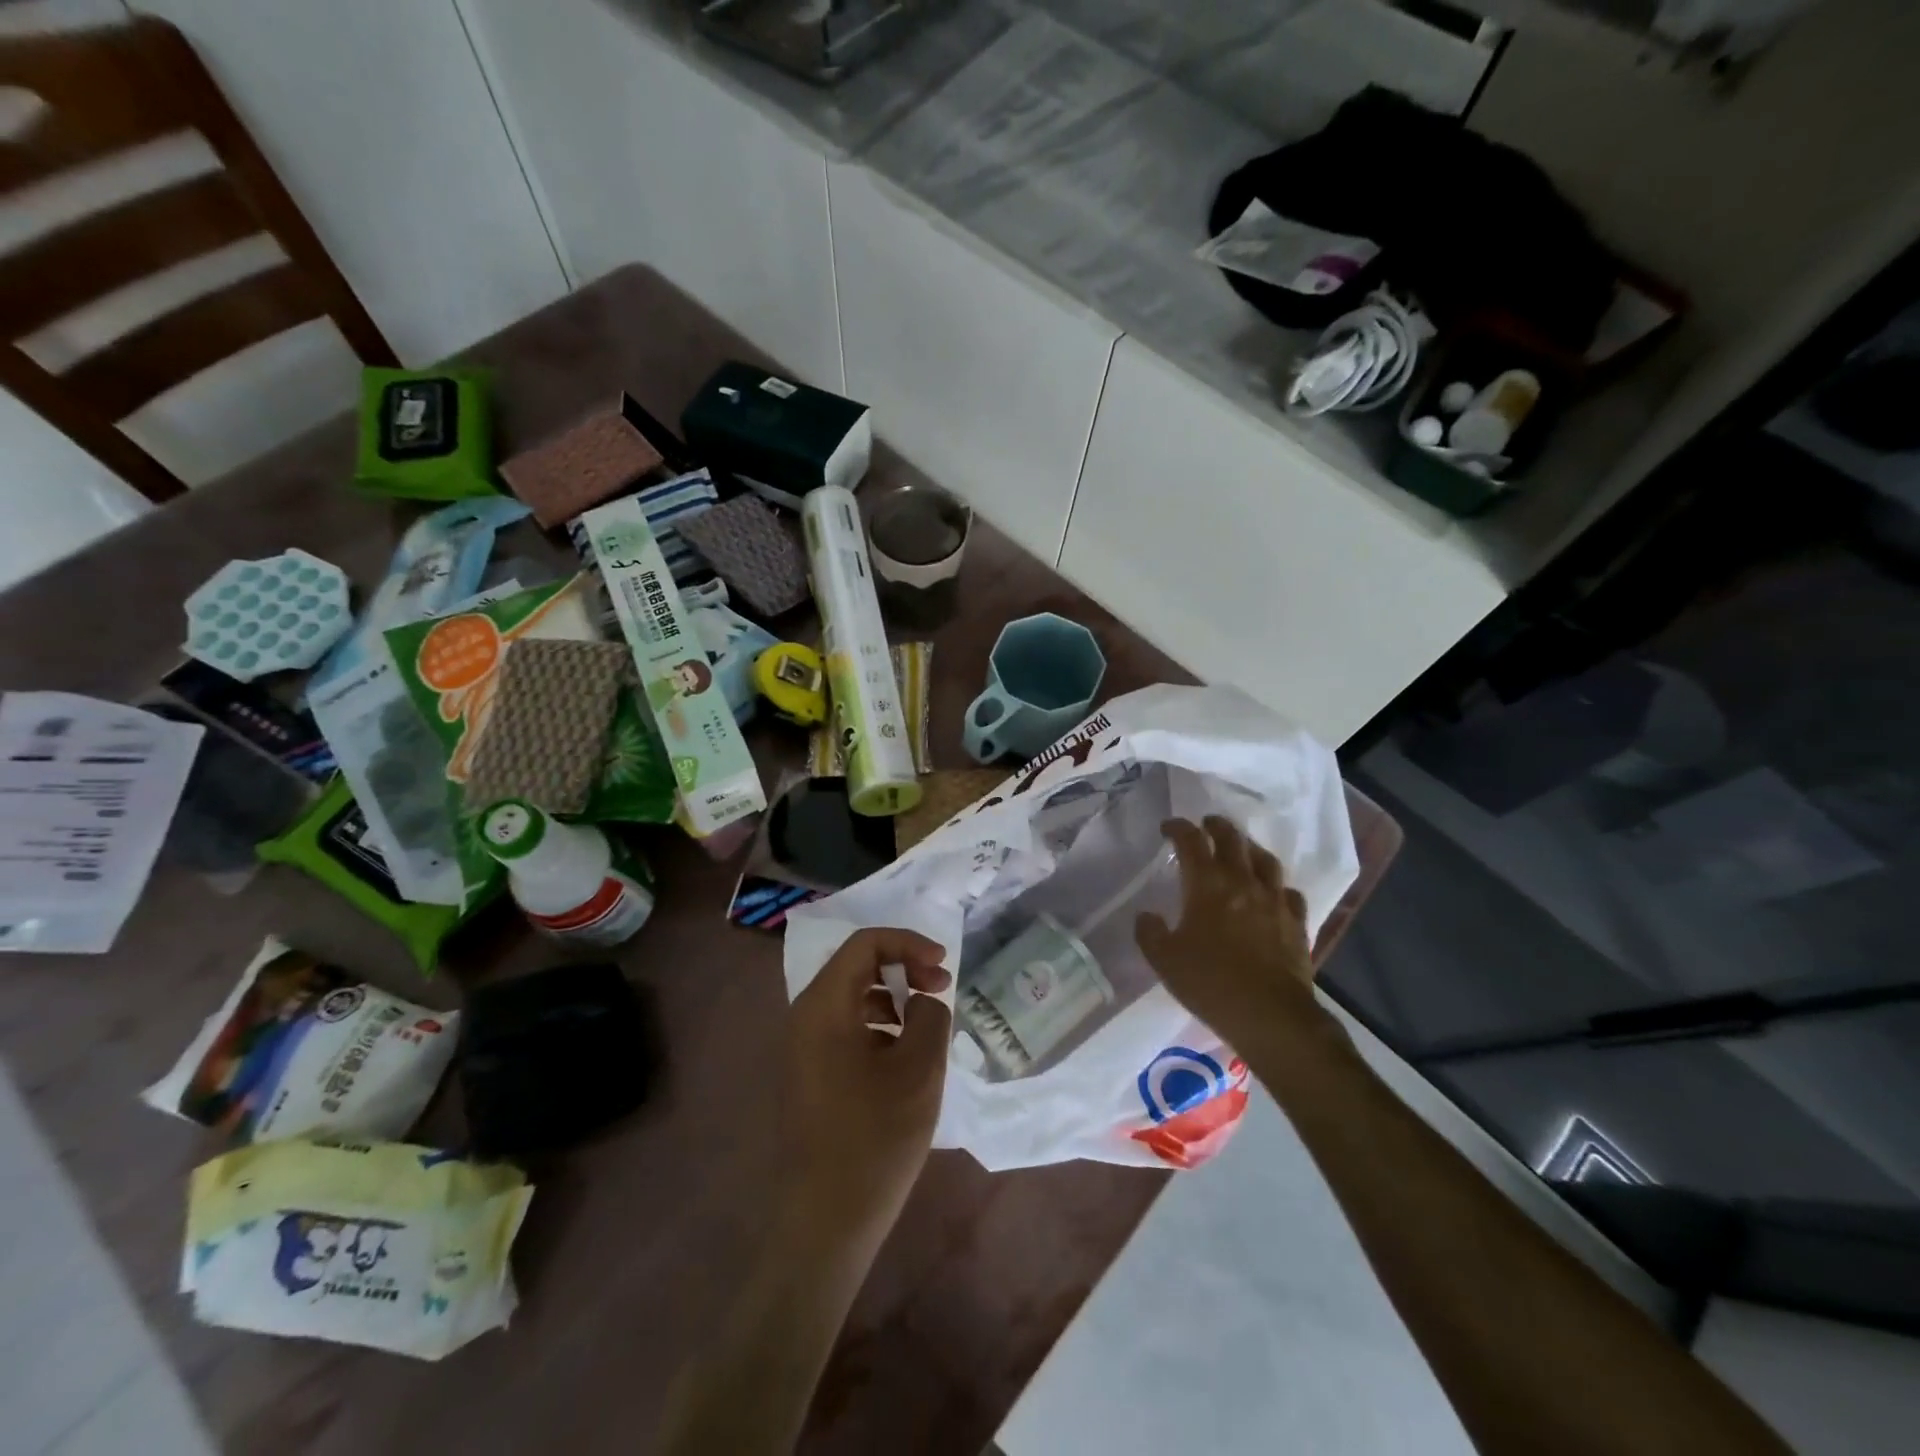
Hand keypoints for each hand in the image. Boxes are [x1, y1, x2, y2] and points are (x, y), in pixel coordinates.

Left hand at [779, 927, 952, 1239]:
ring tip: (926, 1021)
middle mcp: (806, 1016)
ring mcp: (803, 1046)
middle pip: (856, 965)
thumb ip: (929, 1016)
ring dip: (892, 995)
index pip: (865, 943)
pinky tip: (903, 1052)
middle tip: (940, 988)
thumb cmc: (875, 1137)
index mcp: (824, 1005)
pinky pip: (845, 1026)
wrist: (826, 1218)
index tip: (943, 965)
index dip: (908, 943)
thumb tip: (924, 1000)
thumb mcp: (919, 1069)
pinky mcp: (809, 1071)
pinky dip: (877, 1022)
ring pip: (851, 995)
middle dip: (903, 966)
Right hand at [1135, 816, 1334, 1050]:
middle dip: (1216, 826)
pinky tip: (1272, 892)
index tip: (1168, 828)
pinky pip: (1288, 892)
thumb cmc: (1210, 982)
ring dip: (1249, 848)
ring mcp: (1274, 900)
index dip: (1178, 828)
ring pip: (1264, 859)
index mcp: (1207, 884)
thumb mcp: (1164, 959)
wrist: (1270, 1015)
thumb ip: (1150, 932)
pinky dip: (1276, 885)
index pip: (1191, 841)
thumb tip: (1148, 916)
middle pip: (1232, 839)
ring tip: (1241, 849)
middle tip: (1206, 824)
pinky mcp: (1296, 922)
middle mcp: (1243, 882)